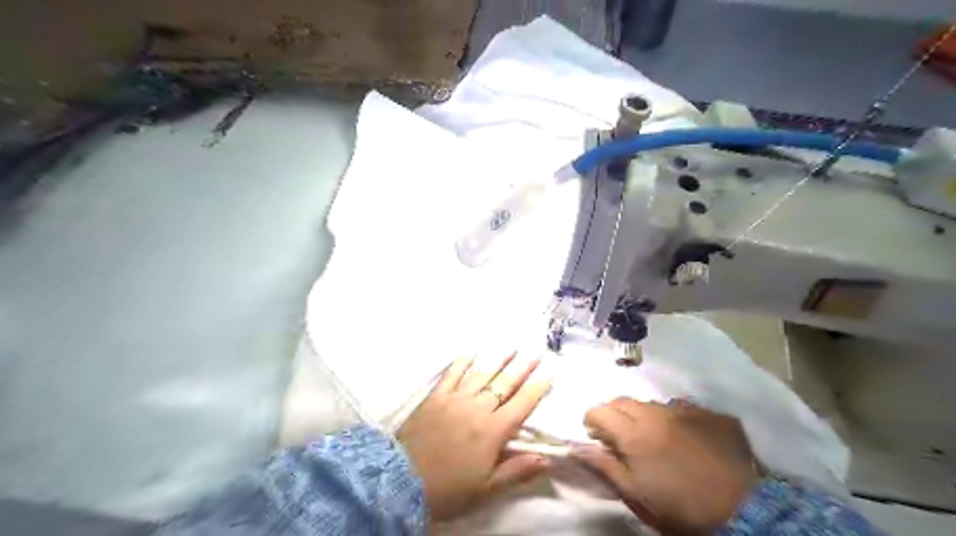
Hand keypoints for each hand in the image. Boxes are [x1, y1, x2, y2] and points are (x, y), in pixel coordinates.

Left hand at [399, 354, 553, 520]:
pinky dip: (462, 362)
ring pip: (481, 374)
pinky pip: (451, 374)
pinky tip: (471, 352)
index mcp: (494, 431)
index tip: (550, 371)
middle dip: (523, 367)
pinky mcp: (435, 396)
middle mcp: (478, 408)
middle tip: (535, 352)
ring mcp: (455, 399)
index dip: (538, 387)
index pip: (522, 403)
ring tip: (511, 347)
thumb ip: (517, 471)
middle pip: (505, 383)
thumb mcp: (486, 488)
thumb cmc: (449, 488)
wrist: (402, 481)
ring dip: (498, 359)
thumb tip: (547, 459)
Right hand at [570, 397, 759, 534]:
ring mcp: (684, 411)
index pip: (600, 411)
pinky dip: (672, 418)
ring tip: (652, 437)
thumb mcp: (636, 493)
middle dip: (614, 414)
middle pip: (623, 401)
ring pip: (651, 404)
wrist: (743, 508)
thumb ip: (605, 466)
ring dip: (642, 416)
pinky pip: (680, 408)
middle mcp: (655, 414)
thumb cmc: (680, 507)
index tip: (595, 436)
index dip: (592, 420)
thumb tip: (577, 447)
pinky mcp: (708, 414)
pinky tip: (682, 437)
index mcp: (634, 434)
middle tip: (619, 436)